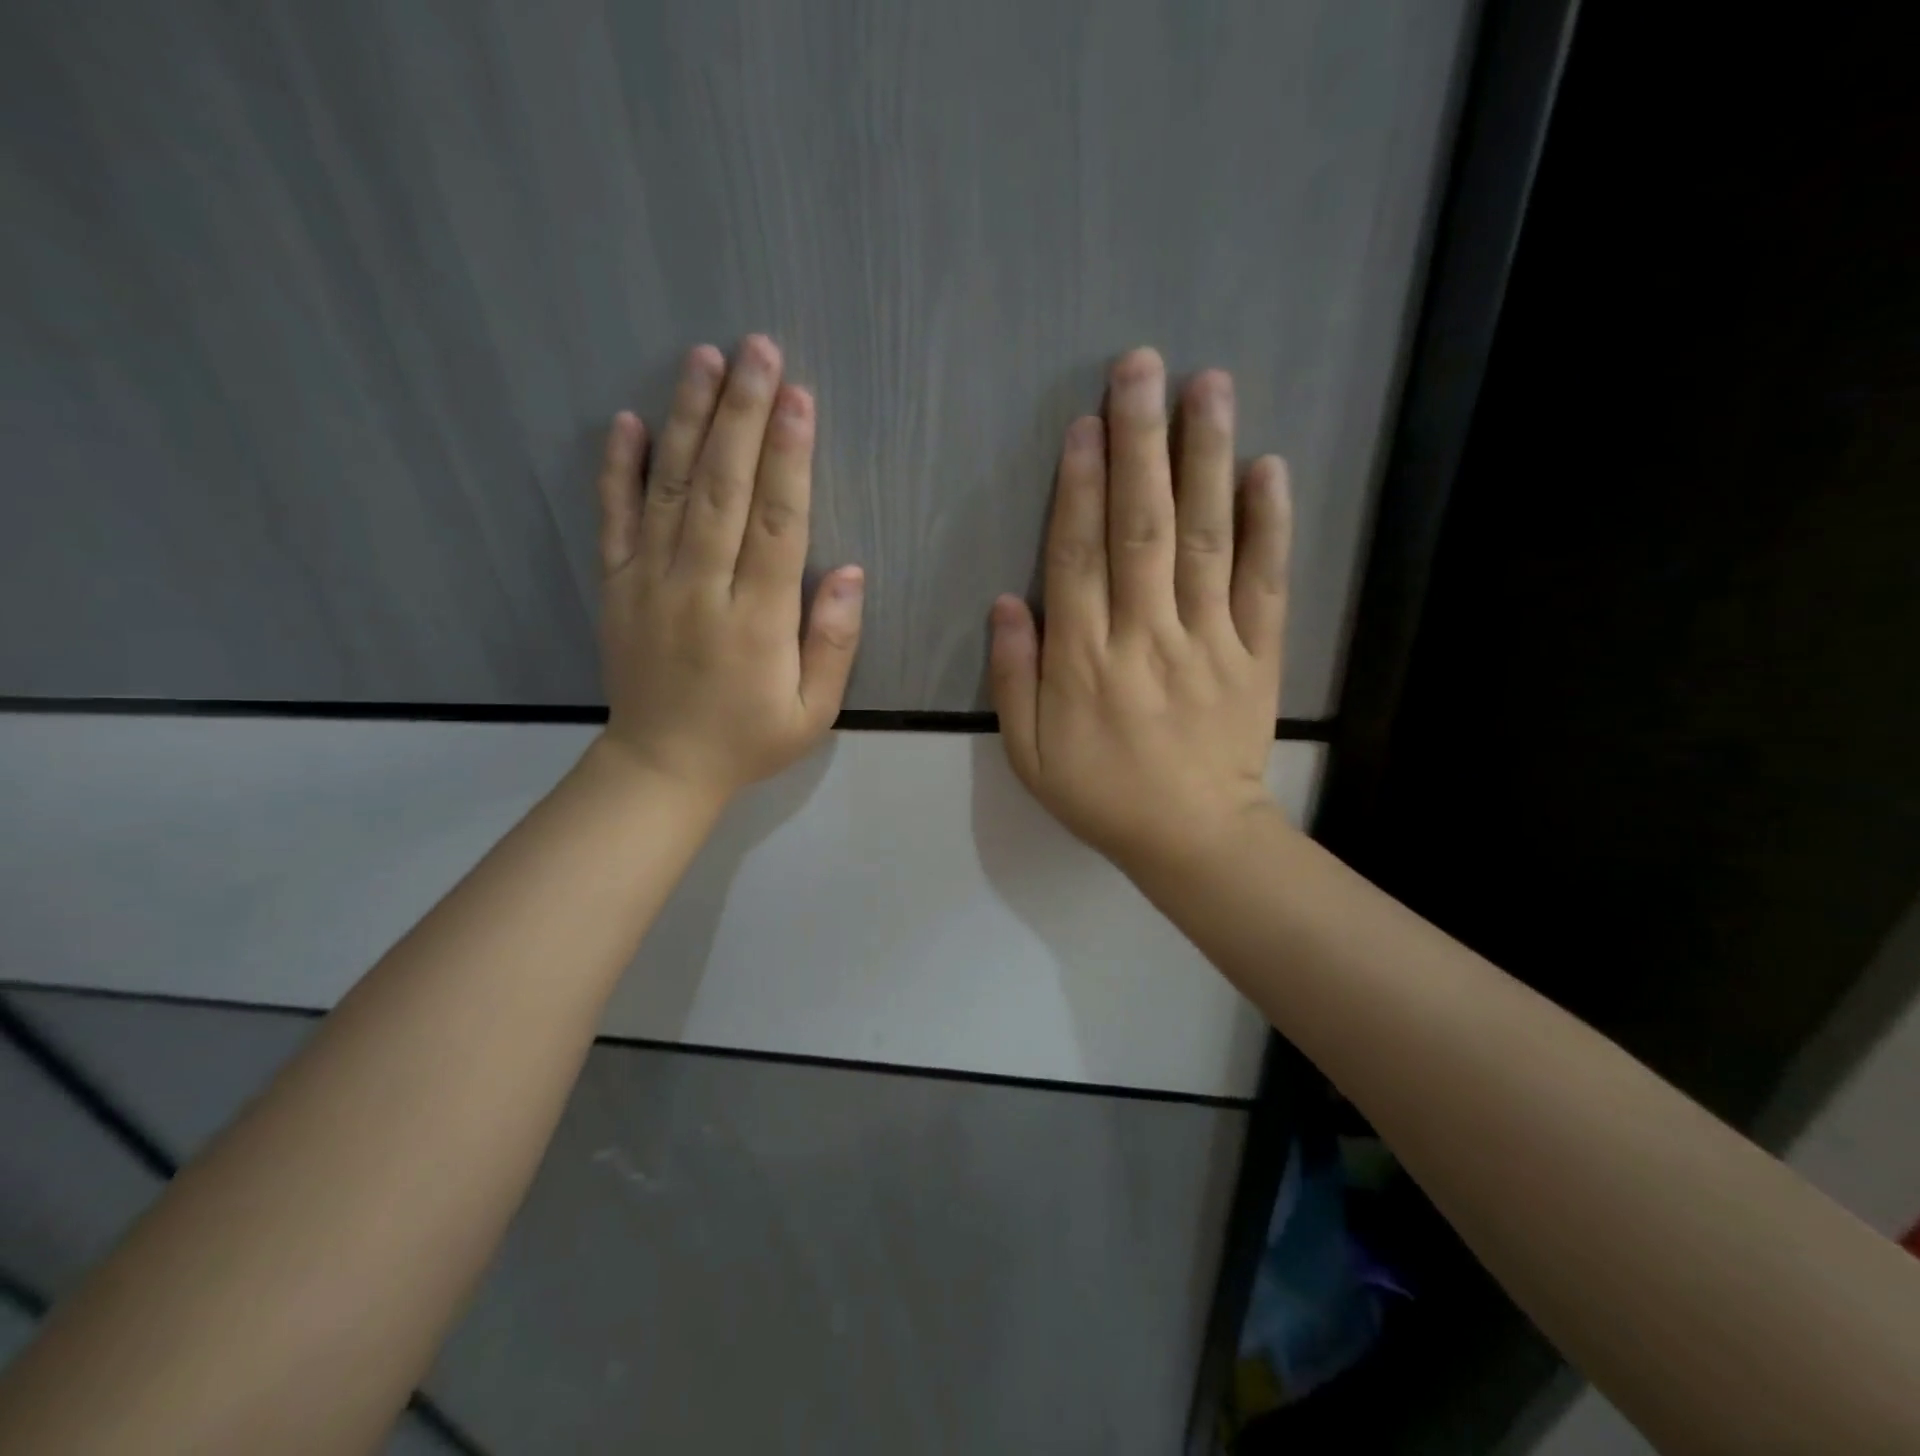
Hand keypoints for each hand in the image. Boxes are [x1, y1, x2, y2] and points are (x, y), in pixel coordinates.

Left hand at [593, 335, 862, 800]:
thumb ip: (833, 643)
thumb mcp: (813, 711)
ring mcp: (650, 583)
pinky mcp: (616, 586)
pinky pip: (613, 520)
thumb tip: (849, 571)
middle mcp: (700, 589)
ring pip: (670, 490)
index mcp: (756, 621)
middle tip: (755, 348)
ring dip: (687, 420)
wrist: (660, 768)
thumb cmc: (748, 740)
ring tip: (702, 358)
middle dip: (741, 414)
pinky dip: (617, 469)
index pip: (775, 525)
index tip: (797, 397)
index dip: (788, 458)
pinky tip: (628, 421)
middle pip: (722, 489)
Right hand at [989, 348, 1291, 871]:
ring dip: (1205, 459)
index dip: (1078, 487)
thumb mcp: (1029, 753)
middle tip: (1141, 367)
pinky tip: (1268, 468)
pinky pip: (1265, 583)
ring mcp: (1209, 641)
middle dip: (1140, 444)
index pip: (1078, 556)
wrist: (1194, 837)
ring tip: (1208, 386)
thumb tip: (1006, 601)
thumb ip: (1014, 677)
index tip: (1084, 424)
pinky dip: (1270, 525)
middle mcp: (1146, 636)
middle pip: (1142, 527)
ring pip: (1206, 539)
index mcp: (1084, 660)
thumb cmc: (1102, 795)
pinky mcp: (1257, 654)